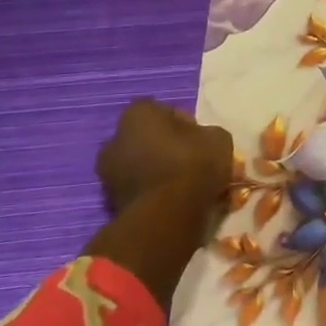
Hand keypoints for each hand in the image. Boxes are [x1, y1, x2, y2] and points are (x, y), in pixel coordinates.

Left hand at [96, 99, 232, 218]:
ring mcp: (107, 173)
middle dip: (164, 146)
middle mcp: (114, 139)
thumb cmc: (193, 164)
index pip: (161, 109)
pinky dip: (151, 191)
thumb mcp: (218, 138)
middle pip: (145, 137)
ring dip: (156, 169)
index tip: (198, 137)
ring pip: (139, 164)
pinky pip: (136, 188)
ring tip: (183, 183)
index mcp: (137, 115)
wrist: (168, 215)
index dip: (182, 121)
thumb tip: (199, 139)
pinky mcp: (110, 202)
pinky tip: (173, 199)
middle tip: (190, 159)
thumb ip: (205, 132)